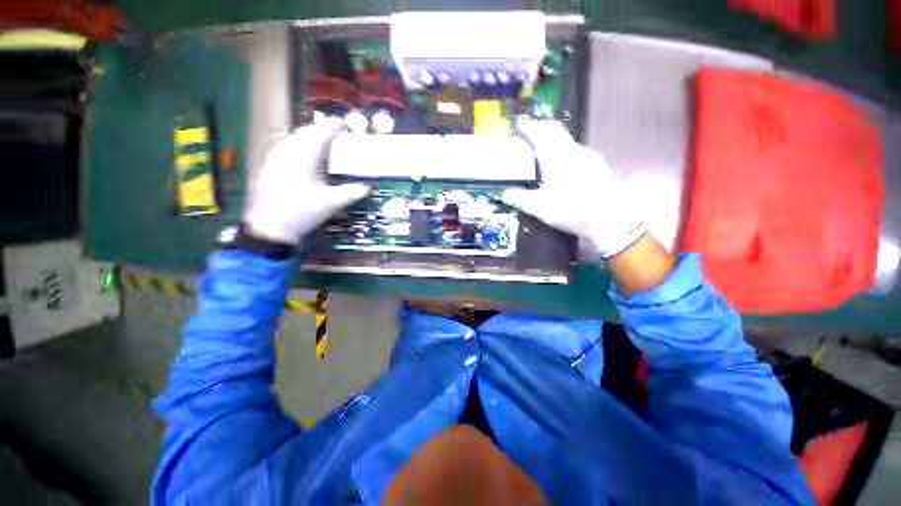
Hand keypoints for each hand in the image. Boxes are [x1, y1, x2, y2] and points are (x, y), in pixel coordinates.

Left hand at [243, 119, 369, 243]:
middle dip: (320, 129)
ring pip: (293, 138)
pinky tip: (303, 154)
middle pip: (305, 132)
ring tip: (321, 140)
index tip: (343, 123)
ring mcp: (275, 158)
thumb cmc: (302, 212)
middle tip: (334, 131)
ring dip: (308, 136)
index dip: (333, 127)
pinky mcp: (269, 166)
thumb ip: (351, 193)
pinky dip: (298, 145)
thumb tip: (367, 188)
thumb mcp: (331, 203)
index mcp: (304, 157)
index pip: (320, 134)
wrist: (270, 226)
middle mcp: (287, 152)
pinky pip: (285, 146)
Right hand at [502, 119, 645, 258]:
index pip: (539, 133)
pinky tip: (562, 163)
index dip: (527, 127)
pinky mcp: (596, 164)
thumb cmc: (570, 209)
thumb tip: (504, 194)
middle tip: (529, 131)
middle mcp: (571, 150)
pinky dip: (563, 149)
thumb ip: (520, 198)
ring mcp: (587, 156)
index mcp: (555, 157)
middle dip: (540, 127)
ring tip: (542, 147)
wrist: (609, 217)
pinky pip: (575, 150)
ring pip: (566, 139)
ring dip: (553, 138)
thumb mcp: (539, 207)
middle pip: (555, 130)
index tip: (518, 124)